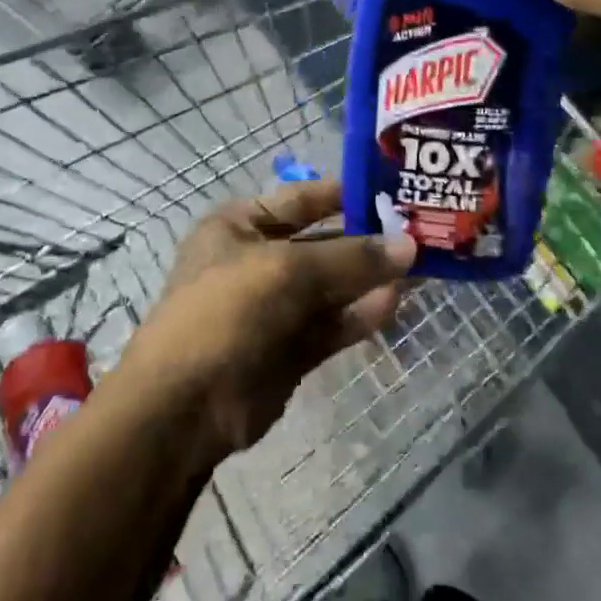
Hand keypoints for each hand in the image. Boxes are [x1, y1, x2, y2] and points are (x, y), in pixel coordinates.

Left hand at [114, 182, 415, 463]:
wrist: (182, 409)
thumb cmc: (225, 311)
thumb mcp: (287, 270)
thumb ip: (350, 257)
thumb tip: (410, 246)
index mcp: (240, 226)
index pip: (301, 198)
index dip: (345, 193)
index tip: (392, 191)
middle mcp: (257, 261)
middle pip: (322, 243)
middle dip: (366, 240)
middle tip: (418, 233)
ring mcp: (274, 308)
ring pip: (332, 287)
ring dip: (369, 279)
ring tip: (418, 269)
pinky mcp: (290, 350)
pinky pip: (332, 323)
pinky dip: (360, 314)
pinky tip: (394, 304)